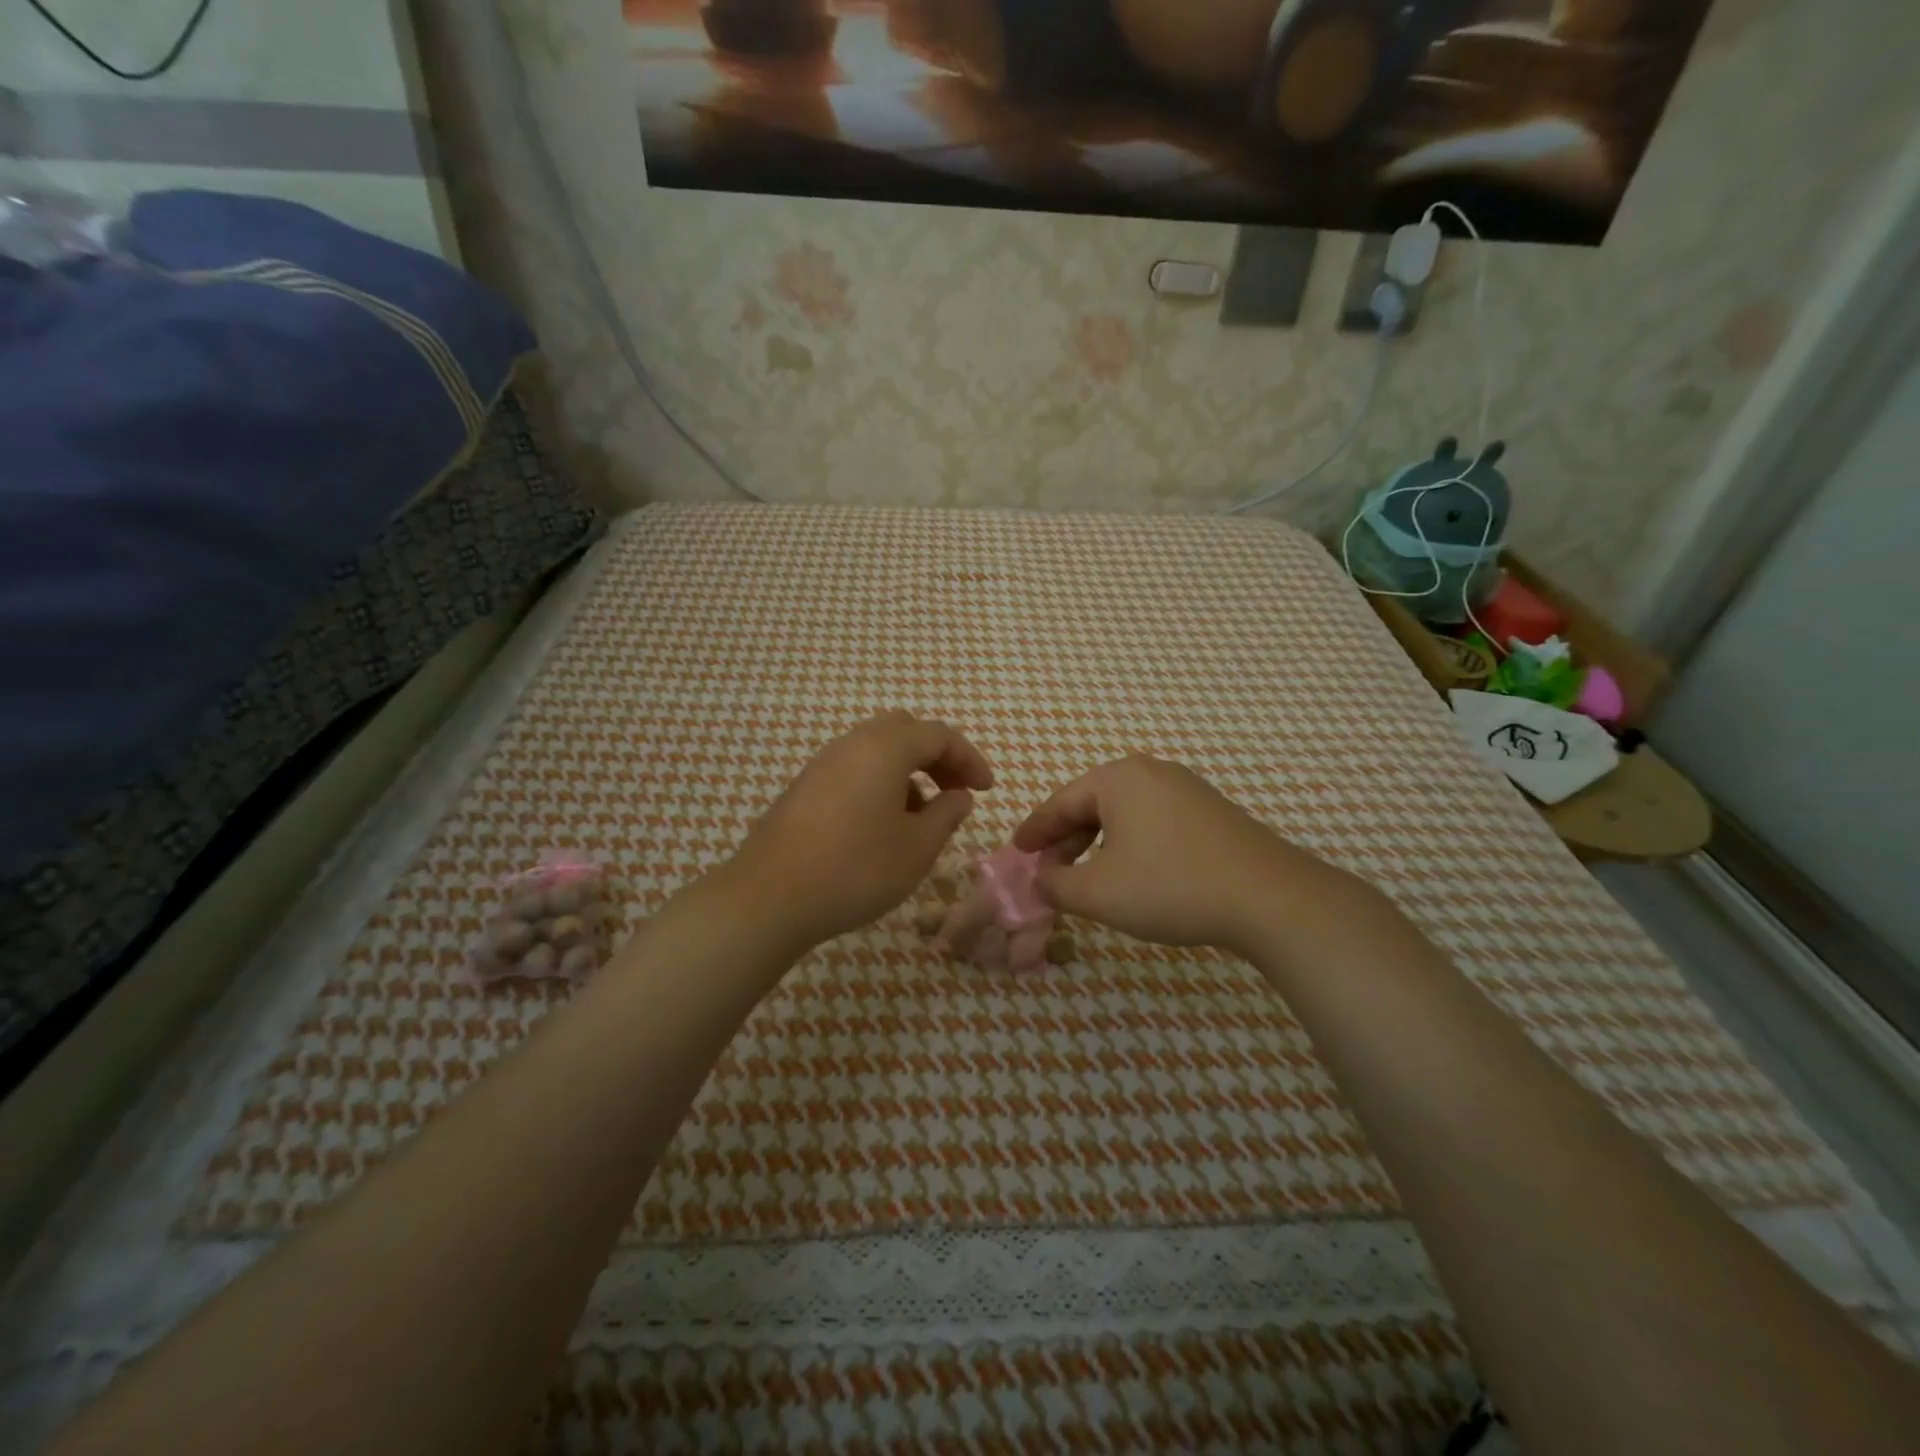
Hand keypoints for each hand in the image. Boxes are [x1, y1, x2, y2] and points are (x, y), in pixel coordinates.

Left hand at [728, 711, 993, 949]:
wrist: (770, 897)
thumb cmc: (856, 869)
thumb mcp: (917, 848)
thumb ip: (946, 815)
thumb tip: (958, 796)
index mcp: (885, 748)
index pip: (939, 735)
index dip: (970, 759)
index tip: (986, 790)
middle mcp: (852, 744)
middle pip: (905, 730)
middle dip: (937, 757)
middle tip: (954, 792)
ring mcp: (822, 764)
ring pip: (876, 750)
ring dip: (907, 772)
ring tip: (919, 817)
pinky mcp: (803, 788)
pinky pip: (853, 769)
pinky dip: (879, 783)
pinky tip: (880, 826)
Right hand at [1012, 754, 1349, 954]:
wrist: (1270, 898)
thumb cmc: (1172, 886)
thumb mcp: (1099, 893)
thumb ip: (1056, 885)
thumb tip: (1040, 881)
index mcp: (1118, 778)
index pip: (1060, 802)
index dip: (1035, 831)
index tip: (1017, 851)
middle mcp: (1151, 772)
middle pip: (1092, 805)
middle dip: (1067, 841)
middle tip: (1050, 873)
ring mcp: (1186, 789)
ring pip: (1124, 815)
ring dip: (1099, 845)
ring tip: (1090, 878)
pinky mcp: (1211, 811)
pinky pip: (1154, 821)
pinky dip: (1132, 845)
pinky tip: (1135, 874)